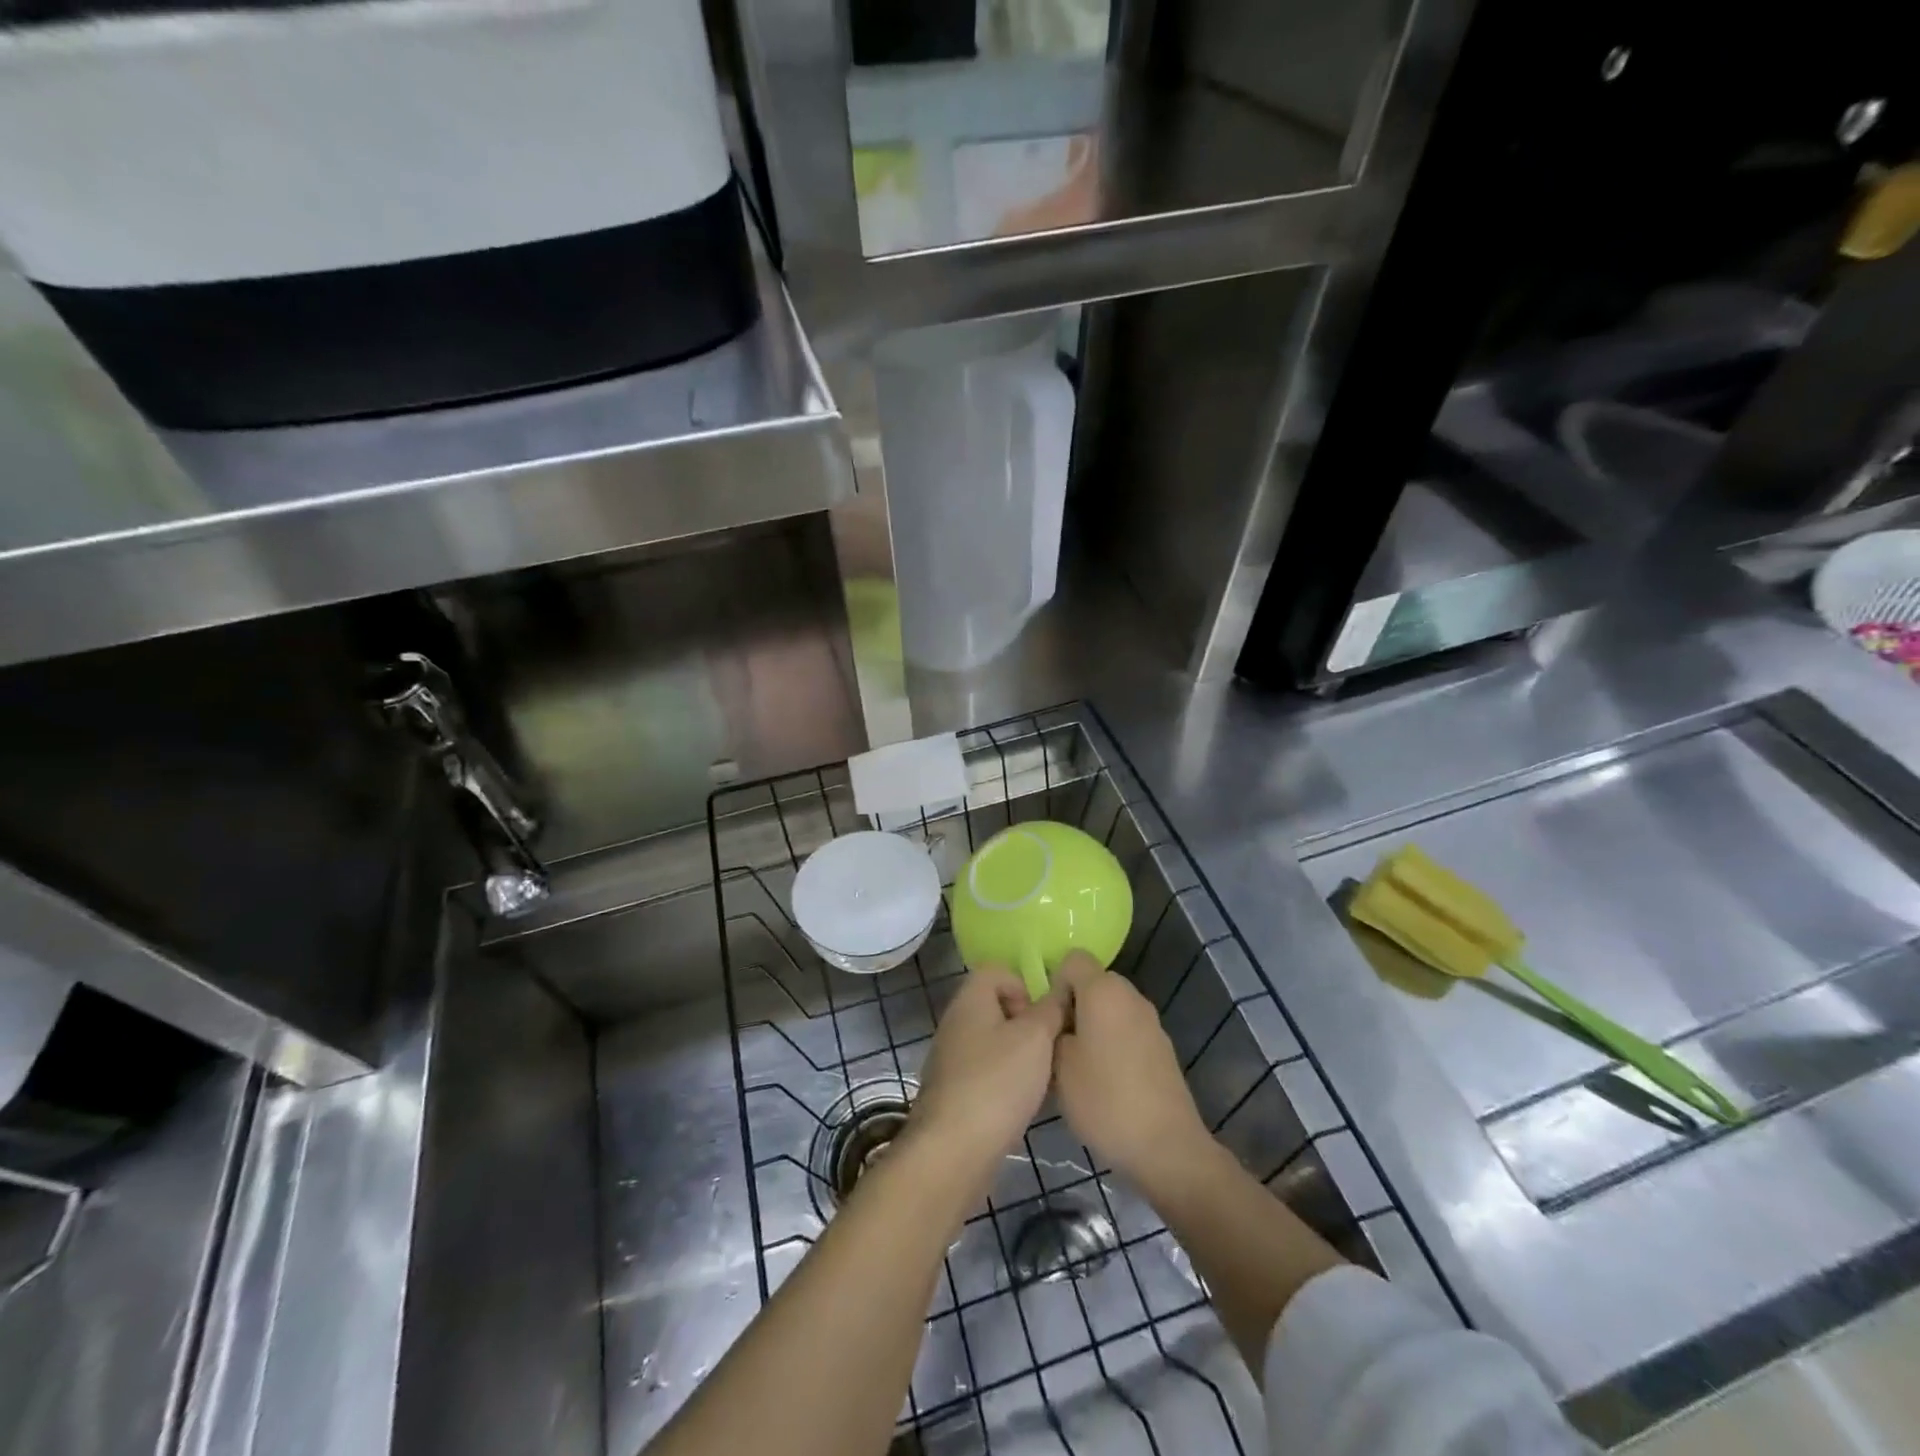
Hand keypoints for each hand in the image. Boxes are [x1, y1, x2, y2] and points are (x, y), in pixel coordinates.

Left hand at [905, 966, 1065, 1194]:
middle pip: (997, 1007)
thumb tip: (1060, 989)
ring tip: (1042, 1080)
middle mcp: (956, 1022)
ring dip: (1020, 1056)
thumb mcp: (1035, 1037)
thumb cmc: (997, 1082)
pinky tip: (1023, 1104)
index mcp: (970, 999)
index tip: (1042, 1017)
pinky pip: (987, 1072)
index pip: (997, 971)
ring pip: (994, 1042)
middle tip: (1047, 1049)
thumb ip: (1051, 1008)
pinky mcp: (954, 1092)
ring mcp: (952, 1058)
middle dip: (1027, 1025)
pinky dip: (1007, 1082)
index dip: (1024, 986)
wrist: (953, 1151)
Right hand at [1052, 952, 1210, 1188]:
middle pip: (1094, 982)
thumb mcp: (1058, 1067)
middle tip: (1059, 1044)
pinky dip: (1113, 1042)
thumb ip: (1053, 1031)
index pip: (1073, 959)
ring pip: (1111, 1007)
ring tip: (1080, 1066)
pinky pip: (1127, 1028)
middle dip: (1073, 1004)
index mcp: (1103, 991)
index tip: (1050, 1019)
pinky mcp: (1162, 1046)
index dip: (1055, 982)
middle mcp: (1130, 996)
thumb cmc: (1104, 1101)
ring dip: (1093, 1025)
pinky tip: (1107, 1081)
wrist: (1167, 1147)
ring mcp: (1151, 1021)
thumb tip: (1059, 1023)